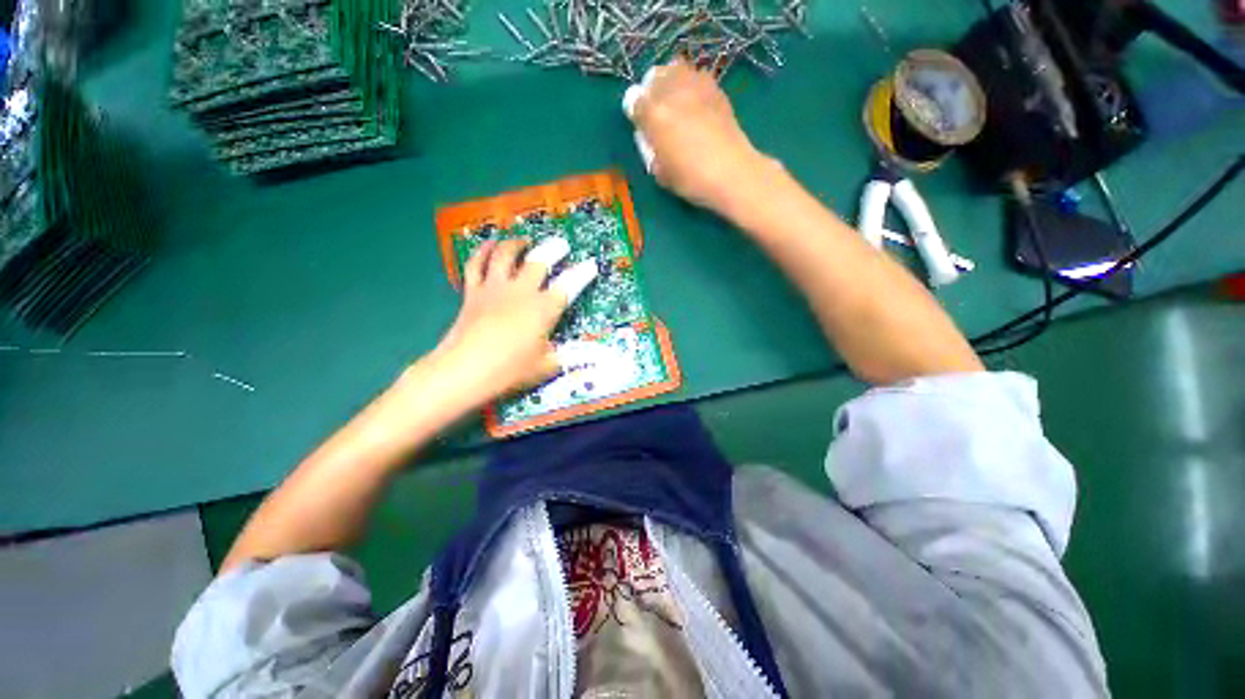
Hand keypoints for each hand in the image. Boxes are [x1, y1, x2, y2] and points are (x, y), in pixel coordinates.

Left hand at [428, 237, 597, 406]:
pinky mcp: (473, 292)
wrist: (463, 371)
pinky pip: (476, 264)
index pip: (569, 285)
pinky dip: (483, 251)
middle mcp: (521, 291)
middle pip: (539, 261)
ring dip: (517, 244)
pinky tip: (490, 244)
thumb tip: (580, 354)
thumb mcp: (546, 367)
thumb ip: (565, 356)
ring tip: (525, 240)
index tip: (591, 264)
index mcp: (544, 309)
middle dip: (554, 249)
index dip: (583, 273)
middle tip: (561, 245)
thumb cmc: (510, 371)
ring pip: (506, 255)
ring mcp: (495, 288)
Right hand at [627, 60, 781, 213]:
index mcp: (653, 113)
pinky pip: (696, 76)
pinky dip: (690, 84)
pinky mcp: (716, 88)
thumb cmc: (691, 178)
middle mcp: (672, 91)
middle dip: (651, 91)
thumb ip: (649, 147)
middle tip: (657, 111)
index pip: (633, 100)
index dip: (635, 113)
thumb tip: (649, 133)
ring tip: (675, 102)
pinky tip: (695, 104)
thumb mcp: (659, 171)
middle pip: (653, 76)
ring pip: (675, 68)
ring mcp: (696, 85)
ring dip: (671, 81)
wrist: (731, 172)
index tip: (641, 125)